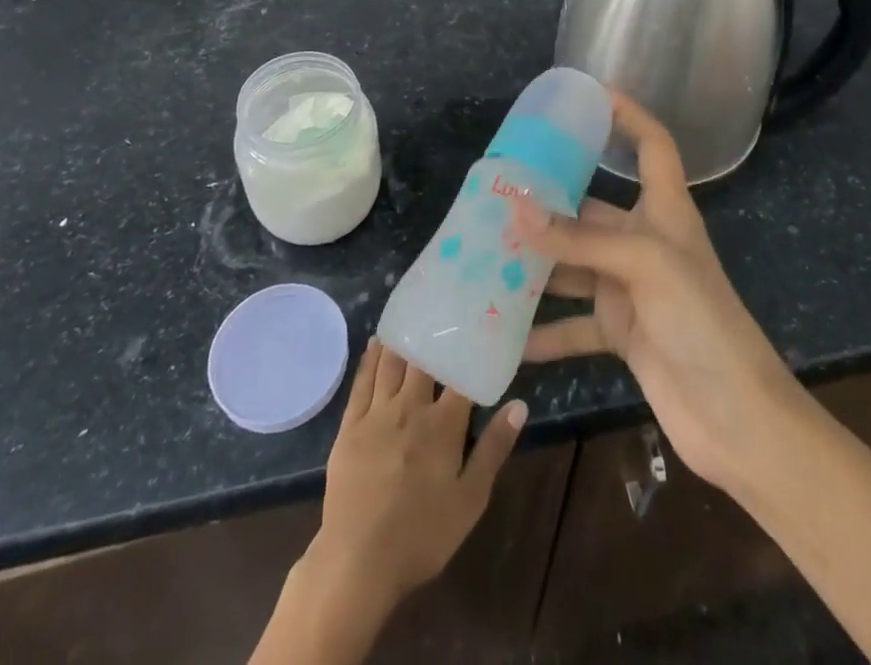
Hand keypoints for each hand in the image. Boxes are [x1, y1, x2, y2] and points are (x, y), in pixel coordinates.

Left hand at [310, 340, 526, 609]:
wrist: (358, 561)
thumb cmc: (422, 535)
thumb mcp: (470, 499)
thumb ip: (494, 448)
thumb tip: (519, 404)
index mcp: (443, 424)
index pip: (461, 376)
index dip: (469, 349)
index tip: (476, 324)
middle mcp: (411, 407)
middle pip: (424, 361)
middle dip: (433, 335)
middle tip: (442, 309)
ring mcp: (377, 414)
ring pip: (392, 364)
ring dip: (402, 338)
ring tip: (411, 313)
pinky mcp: (350, 426)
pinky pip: (362, 382)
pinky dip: (370, 358)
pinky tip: (376, 342)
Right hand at [515, 91, 803, 493]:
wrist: (736, 418)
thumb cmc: (700, 320)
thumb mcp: (643, 265)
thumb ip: (578, 238)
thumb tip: (516, 207)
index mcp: (664, 210)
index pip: (652, 144)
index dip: (628, 115)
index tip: (588, 95)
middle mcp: (646, 241)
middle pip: (592, 208)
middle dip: (548, 202)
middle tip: (497, 193)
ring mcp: (632, 288)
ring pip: (575, 264)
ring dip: (537, 264)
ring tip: (486, 256)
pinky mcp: (622, 332)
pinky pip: (574, 323)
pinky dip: (544, 330)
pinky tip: (506, 336)